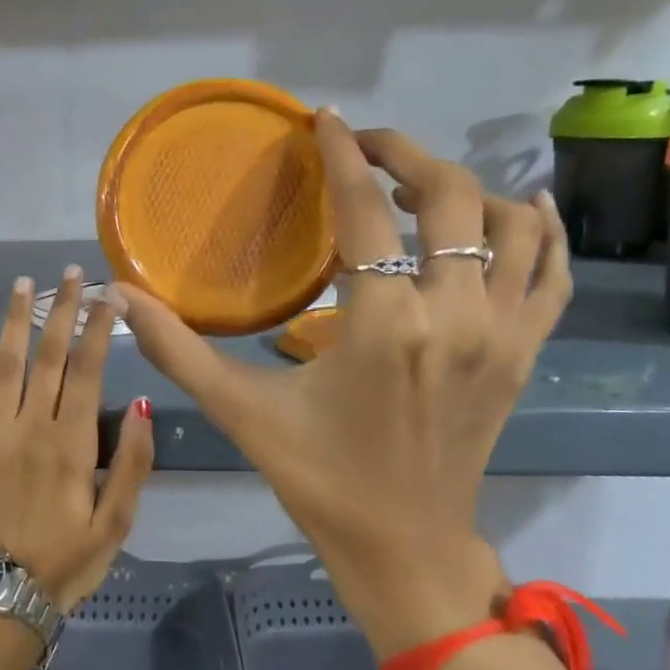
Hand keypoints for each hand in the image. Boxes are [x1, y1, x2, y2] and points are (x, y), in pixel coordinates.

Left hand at [0, 267, 154, 611]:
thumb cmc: (70, 558)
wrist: (6, 593)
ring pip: (5, 364)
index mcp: (72, 442)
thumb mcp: (119, 521)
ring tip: (23, 283)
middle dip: (63, 309)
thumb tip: (144, 405)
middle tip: (72, 273)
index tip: (109, 294)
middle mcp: (31, 426)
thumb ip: (135, 463)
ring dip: (14, 320)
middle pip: (50, 355)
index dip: (99, 327)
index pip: (89, 369)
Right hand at [115, 112, 571, 659]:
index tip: (324, 120)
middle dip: (404, 154)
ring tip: (419, 186)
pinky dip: (542, 232)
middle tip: (363, 146)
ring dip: (467, 189)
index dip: (341, 154)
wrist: (406, 549)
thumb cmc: (319, 479)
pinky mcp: (525, 355)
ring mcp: (503, 335)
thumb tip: (117, 296)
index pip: (366, 209)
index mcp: (385, 326)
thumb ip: (176, 349)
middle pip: (450, 197)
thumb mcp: (241, 412)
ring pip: (509, 225)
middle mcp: (456, 316)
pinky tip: (521, 208)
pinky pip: (552, 274)